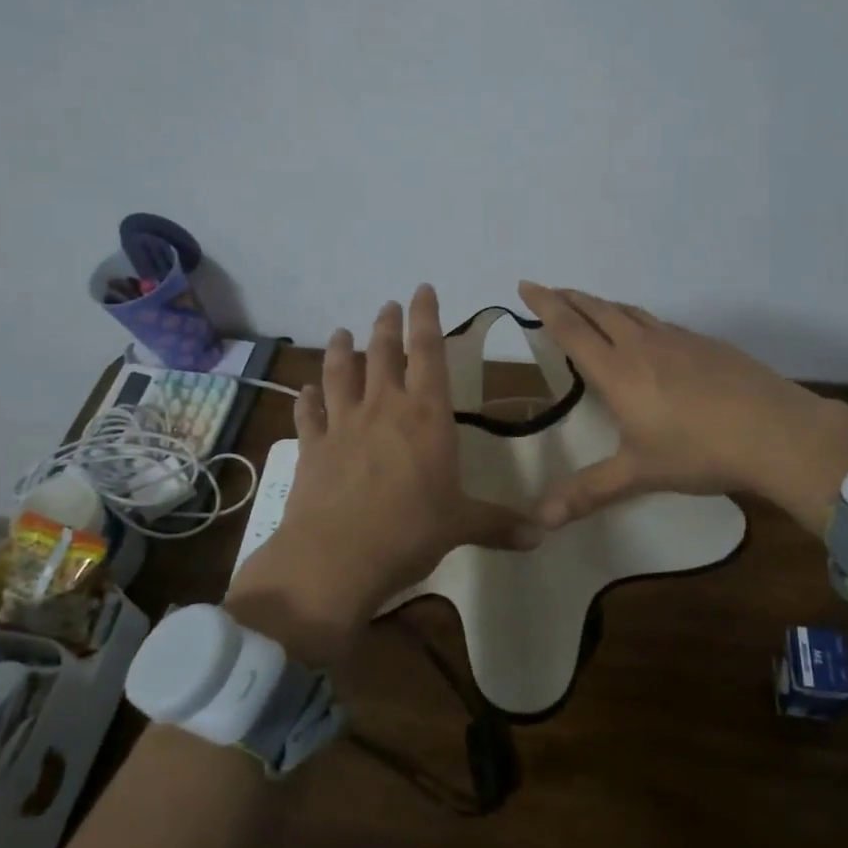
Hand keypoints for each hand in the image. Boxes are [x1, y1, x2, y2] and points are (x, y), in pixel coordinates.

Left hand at [225, 285, 541, 667]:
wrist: (336, 558)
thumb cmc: (410, 532)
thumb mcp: (461, 525)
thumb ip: (500, 524)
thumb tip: (542, 535)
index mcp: (426, 415)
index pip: (428, 351)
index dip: (426, 316)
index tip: (422, 289)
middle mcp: (383, 407)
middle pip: (382, 352)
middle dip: (387, 325)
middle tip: (388, 306)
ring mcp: (343, 424)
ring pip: (340, 373)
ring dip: (340, 349)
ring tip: (341, 332)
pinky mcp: (312, 447)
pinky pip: (308, 414)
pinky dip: (306, 399)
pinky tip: (304, 391)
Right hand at [516, 281, 847, 533]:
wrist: (775, 431)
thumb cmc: (698, 451)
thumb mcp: (639, 474)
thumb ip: (589, 492)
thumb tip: (539, 521)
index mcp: (618, 370)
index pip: (572, 328)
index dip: (546, 305)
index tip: (527, 284)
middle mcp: (643, 345)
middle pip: (599, 310)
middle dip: (570, 298)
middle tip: (551, 290)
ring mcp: (678, 339)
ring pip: (631, 311)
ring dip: (604, 305)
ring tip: (592, 307)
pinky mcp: (707, 344)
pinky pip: (660, 323)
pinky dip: (639, 319)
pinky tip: (649, 335)